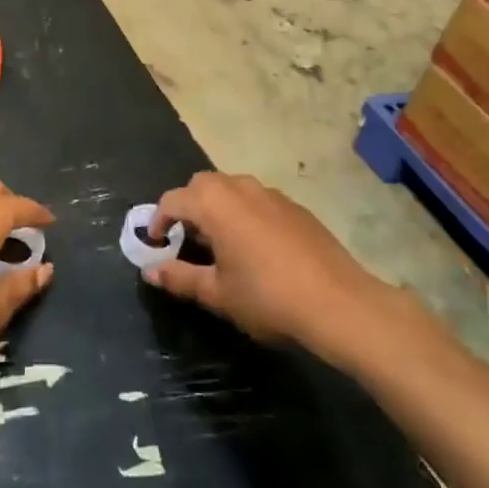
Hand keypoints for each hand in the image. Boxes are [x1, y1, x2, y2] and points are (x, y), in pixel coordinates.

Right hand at [144, 172, 393, 362]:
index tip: (155, 244)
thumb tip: (150, 271)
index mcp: (214, 203)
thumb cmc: (267, 297)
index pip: (173, 200)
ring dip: (217, 207)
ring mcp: (271, 193)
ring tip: (219, 243)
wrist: (338, 302)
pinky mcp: (295, 206)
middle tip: (186, 240)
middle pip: (201, 185)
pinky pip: (257, 200)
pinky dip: (245, 213)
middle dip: (188, 206)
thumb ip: (180, 278)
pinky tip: (256, 248)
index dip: (158, 220)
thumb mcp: (217, 293)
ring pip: (231, 188)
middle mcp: (239, 187)